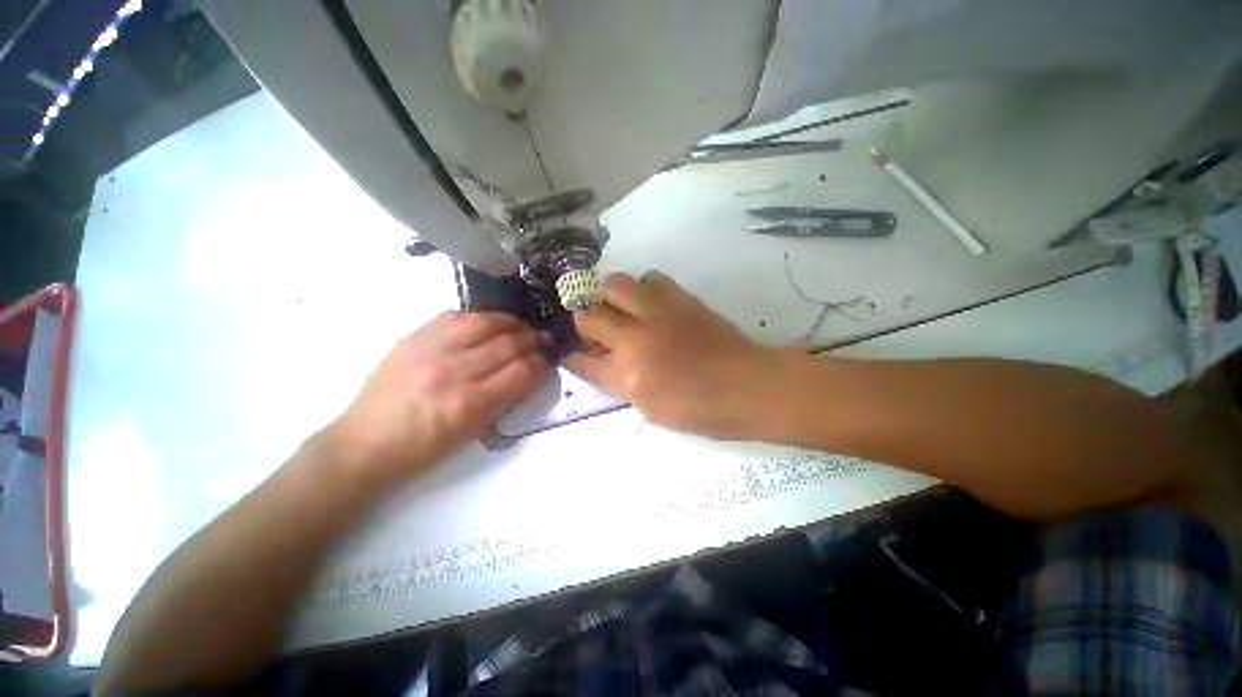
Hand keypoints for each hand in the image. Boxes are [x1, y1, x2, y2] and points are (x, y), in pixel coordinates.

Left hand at [328, 311, 548, 484]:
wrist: (364, 443)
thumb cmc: (424, 449)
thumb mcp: (473, 434)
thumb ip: (505, 400)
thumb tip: (530, 373)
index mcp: (469, 404)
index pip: (521, 372)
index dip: (542, 363)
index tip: (549, 360)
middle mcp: (452, 371)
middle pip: (508, 344)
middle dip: (533, 341)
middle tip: (542, 341)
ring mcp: (431, 349)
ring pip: (485, 323)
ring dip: (511, 323)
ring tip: (520, 328)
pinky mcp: (413, 337)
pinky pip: (455, 316)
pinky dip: (479, 318)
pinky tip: (487, 325)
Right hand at [565, 272, 784, 437]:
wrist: (747, 386)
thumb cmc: (700, 409)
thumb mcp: (651, 409)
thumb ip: (622, 383)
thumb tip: (607, 362)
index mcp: (627, 376)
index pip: (582, 362)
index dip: (572, 357)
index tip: (572, 354)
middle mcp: (635, 338)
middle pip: (588, 315)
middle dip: (586, 322)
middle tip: (599, 330)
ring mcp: (658, 313)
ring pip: (615, 284)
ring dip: (612, 298)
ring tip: (625, 311)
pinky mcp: (680, 298)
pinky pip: (651, 278)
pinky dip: (644, 289)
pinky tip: (653, 304)